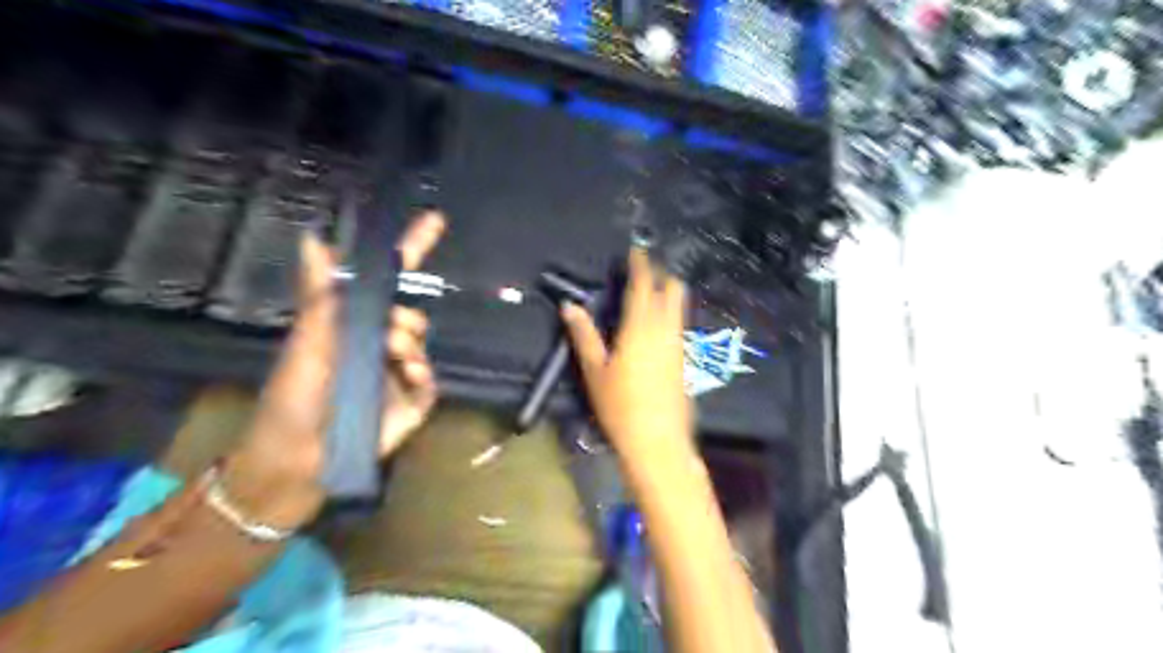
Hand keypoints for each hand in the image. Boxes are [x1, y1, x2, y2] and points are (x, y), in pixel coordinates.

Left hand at [223, 211, 446, 530]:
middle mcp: (378, 343)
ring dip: (410, 344)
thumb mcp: (305, 342)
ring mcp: (398, 371)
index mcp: (353, 324)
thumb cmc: (293, 398)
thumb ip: (320, 295)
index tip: (435, 220)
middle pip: (410, 311)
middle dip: (404, 317)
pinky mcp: (413, 399)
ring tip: (394, 361)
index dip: (409, 249)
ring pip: (421, 341)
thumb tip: (315, 238)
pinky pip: (429, 377)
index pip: (385, 281)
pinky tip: (410, 376)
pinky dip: (422, 372)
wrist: (301, 458)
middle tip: (388, 335)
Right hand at [560, 245, 687, 458]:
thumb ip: (584, 335)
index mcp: (641, 328)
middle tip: (644, 270)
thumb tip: (569, 306)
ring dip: (668, 293)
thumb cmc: (621, 407)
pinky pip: (680, 325)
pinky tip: (658, 325)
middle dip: (661, 274)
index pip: (644, 286)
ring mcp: (680, 345)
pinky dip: (671, 314)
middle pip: (673, 290)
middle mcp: (666, 331)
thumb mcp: (595, 371)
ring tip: (650, 292)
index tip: (637, 250)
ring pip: (680, 307)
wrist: (658, 442)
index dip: (642, 265)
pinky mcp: (686, 360)